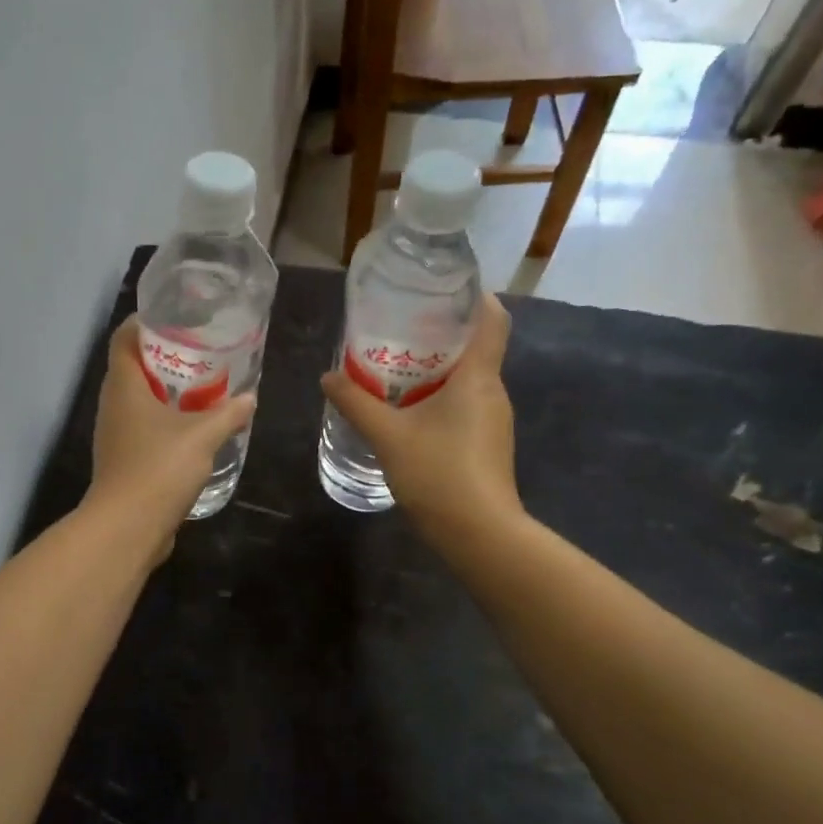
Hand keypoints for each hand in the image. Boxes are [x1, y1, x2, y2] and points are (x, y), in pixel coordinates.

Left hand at [84, 316, 256, 549]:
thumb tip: (250, 397)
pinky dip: (164, 422)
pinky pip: (143, 429)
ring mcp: (115, 435)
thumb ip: (228, 413)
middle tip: (200, 352)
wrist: (128, 526)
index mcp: (124, 386)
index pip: (124, 339)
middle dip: (164, 357)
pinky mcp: (123, 460)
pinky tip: (192, 429)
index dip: (145, 323)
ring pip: (138, 401)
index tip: (175, 319)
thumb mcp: (203, 435)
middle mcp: (113, 405)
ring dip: (165, 393)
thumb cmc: (160, 467)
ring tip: (201, 388)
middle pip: (133, 368)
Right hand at [320, 295, 518, 536]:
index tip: (446, 291)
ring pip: (468, 381)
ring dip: (437, 372)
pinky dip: (440, 399)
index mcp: (478, 377)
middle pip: (475, 349)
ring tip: (396, 371)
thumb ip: (356, 402)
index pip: (493, 320)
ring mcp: (494, 421)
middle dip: (440, 336)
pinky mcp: (488, 444)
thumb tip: (328, 376)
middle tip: (400, 330)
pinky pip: (465, 406)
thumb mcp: (387, 435)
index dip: (476, 298)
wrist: (478, 532)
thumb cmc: (438, 472)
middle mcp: (493, 392)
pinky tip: (409, 413)